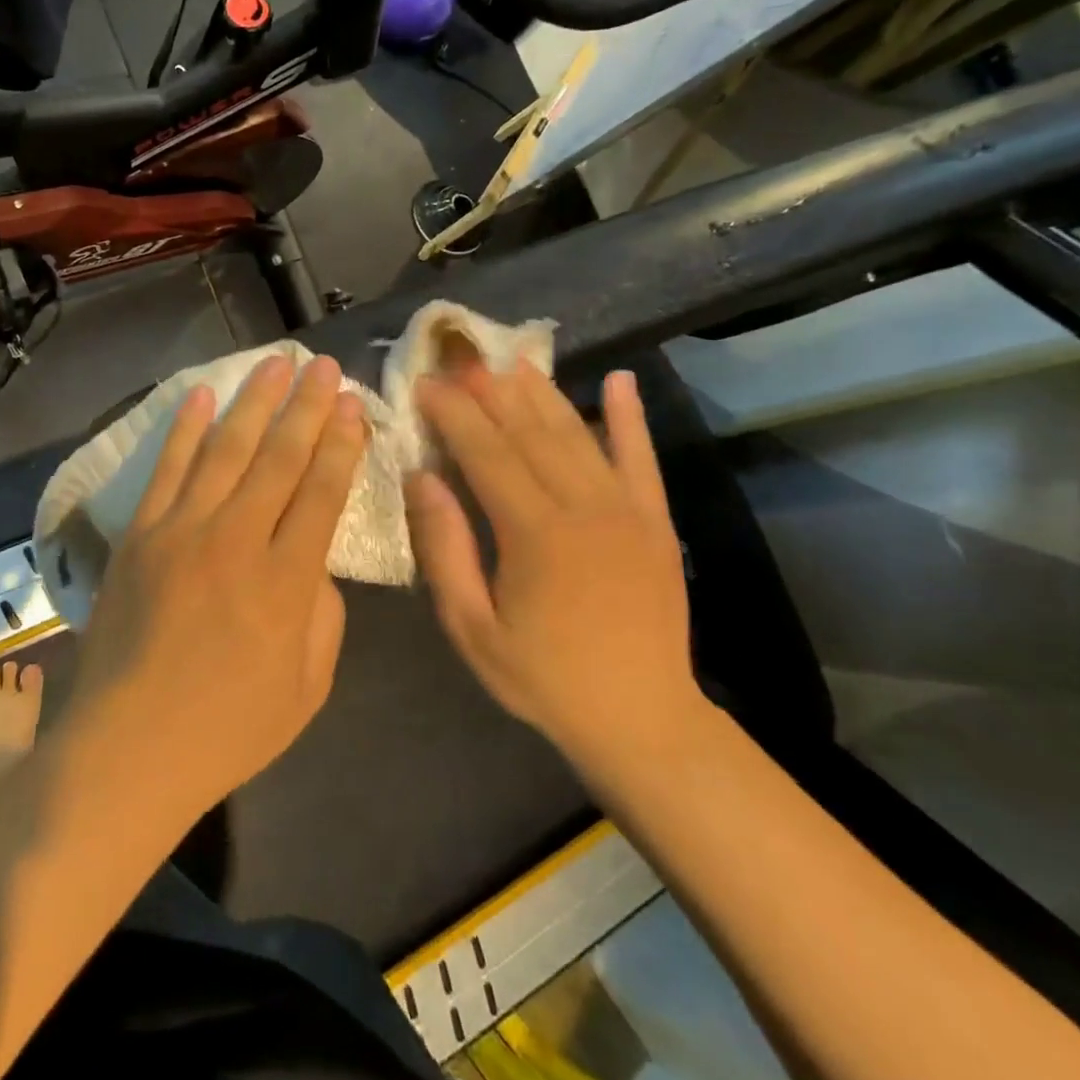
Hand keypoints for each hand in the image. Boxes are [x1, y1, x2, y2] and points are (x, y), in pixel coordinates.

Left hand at [64, 355, 368, 818]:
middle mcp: (238, 541)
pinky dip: (185, 428)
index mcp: (287, 582)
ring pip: (225, 449)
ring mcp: (182, 531)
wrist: (129, 747)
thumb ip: (323, 614)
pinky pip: (167, 469)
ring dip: (253, 402)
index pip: (323, 492)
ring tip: (274, 364)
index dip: (341, 444)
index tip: (352, 405)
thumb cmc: (229, 729)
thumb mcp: (308, 688)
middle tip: (321, 365)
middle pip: (279, 458)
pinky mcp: (141, 534)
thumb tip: (316, 560)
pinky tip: (201, 394)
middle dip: (306, 407)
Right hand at [406, 362, 701, 780]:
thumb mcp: (472, 628)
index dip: (452, 413)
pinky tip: (620, 379)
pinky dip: (629, 416)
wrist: (643, 720)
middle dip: (489, 391)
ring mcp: (627, 510)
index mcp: (535, 534)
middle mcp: (584, 507)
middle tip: (459, 359)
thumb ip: (445, 549)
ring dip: (541, 392)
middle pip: (528, 432)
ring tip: (510, 361)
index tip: (424, 384)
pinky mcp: (656, 520)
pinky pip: (641, 457)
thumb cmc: (543, 678)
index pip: (485, 452)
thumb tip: (422, 478)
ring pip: (576, 434)